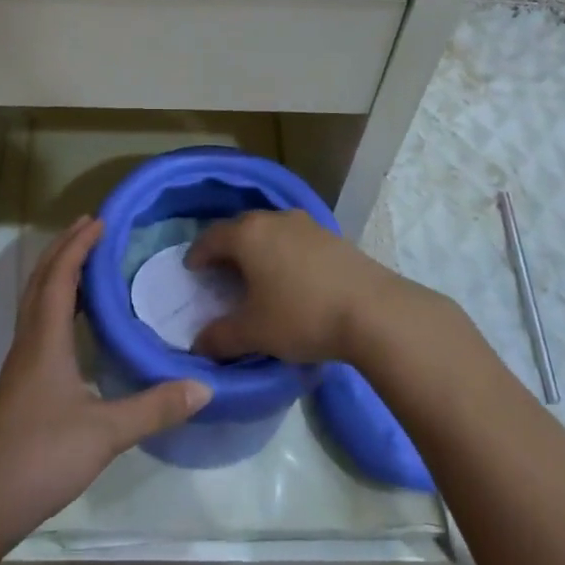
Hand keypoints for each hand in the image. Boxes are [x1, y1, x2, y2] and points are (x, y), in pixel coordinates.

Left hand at [0, 217, 210, 548]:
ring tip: (82, 262)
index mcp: (45, 339)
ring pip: (34, 302)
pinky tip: (70, 325)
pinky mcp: (18, 386)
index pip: (60, 276)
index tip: (100, 220)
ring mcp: (19, 365)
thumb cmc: (41, 456)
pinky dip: (53, 303)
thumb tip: (203, 386)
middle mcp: (28, 342)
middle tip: (89, 226)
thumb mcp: (105, 433)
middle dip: (63, 248)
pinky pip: (36, 324)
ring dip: (55, 273)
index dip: (78, 245)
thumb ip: (154, 407)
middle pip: (40, 280)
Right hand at [185, 209, 415, 362]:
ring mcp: (305, 224)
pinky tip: (291, 276)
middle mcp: (274, 219)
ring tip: (256, 274)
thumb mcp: (254, 333)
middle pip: (240, 228)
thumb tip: (197, 345)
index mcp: (248, 235)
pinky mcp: (331, 235)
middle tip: (220, 272)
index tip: (191, 269)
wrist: (373, 311)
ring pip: (270, 230)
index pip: (211, 237)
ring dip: (258, 248)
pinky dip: (283, 252)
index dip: (197, 254)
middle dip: (227, 248)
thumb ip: (220, 337)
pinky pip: (294, 239)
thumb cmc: (301, 316)